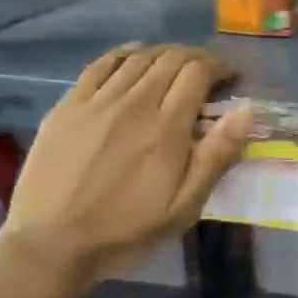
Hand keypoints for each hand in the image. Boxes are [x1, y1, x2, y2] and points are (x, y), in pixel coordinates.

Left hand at [0, 44, 254, 284]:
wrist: (51, 244)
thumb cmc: (126, 230)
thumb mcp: (184, 206)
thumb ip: (217, 157)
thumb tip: (246, 112)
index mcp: (166, 129)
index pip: (198, 73)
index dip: (218, 68)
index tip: (229, 79)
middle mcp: (134, 104)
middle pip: (170, 59)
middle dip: (195, 58)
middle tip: (206, 73)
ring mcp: (97, 102)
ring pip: (138, 58)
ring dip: (164, 54)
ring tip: (174, 65)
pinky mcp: (68, 106)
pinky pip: (100, 65)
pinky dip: (123, 54)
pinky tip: (132, 56)